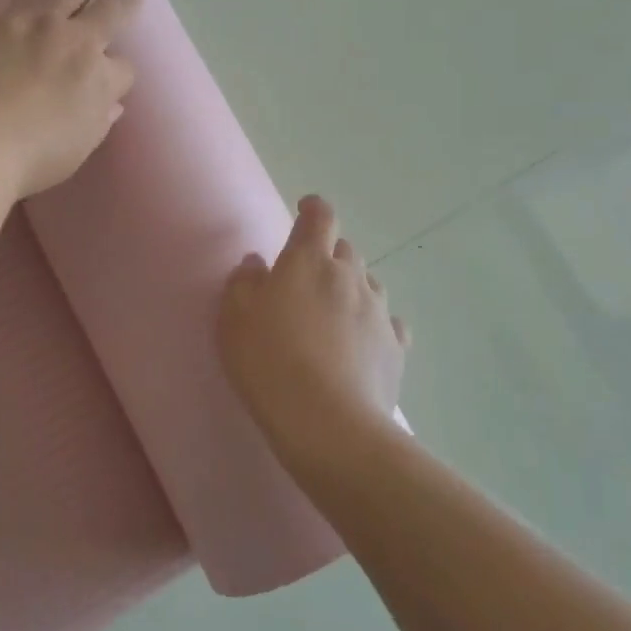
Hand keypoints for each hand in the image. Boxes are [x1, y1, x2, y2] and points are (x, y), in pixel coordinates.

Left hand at [0, 0, 141, 198]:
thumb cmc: (34, 154)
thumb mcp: (81, 144)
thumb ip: (99, 119)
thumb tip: (111, 104)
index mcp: (96, 73)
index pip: (123, 67)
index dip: (120, 72)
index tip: (115, 78)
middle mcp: (70, 38)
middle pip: (108, 9)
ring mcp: (28, 23)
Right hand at [219, 195, 407, 475]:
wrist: (327, 422)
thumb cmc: (269, 361)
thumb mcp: (235, 318)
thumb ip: (244, 281)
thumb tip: (258, 262)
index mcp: (309, 260)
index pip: (320, 217)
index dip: (313, 208)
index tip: (305, 209)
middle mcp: (348, 276)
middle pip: (345, 250)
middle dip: (329, 254)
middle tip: (308, 277)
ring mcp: (377, 311)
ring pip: (368, 284)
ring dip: (352, 288)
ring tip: (333, 313)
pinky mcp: (395, 347)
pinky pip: (388, 323)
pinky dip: (374, 324)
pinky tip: (363, 343)